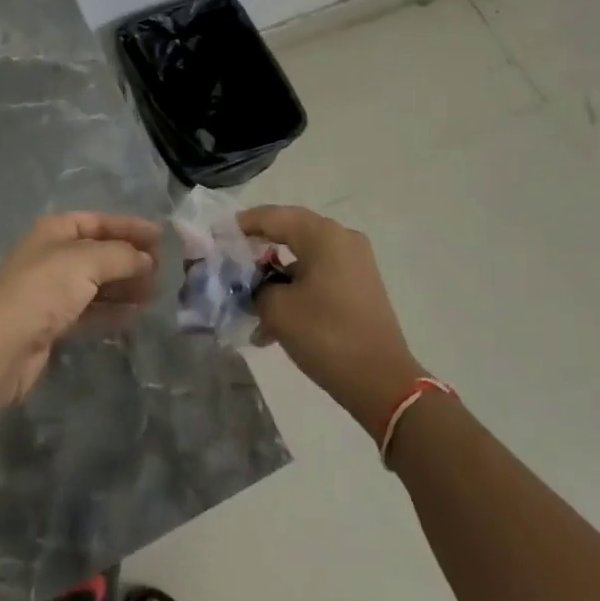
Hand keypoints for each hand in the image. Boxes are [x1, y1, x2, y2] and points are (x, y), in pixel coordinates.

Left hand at [0, 211, 160, 405]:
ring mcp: (52, 291)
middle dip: (130, 259)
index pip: (99, 221)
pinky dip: (113, 311)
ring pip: (97, 284)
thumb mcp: (87, 261)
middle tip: (163, 270)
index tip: (162, 237)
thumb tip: (147, 259)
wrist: (2, 346)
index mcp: (55, 230)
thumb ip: (122, 256)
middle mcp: (53, 256)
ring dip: (125, 286)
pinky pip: (91, 311)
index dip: (130, 227)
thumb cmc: (44, 289)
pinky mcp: (54, 324)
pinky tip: (136, 315)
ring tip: (156, 294)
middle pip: (99, 252)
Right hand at [240, 205, 424, 436]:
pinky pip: (318, 278)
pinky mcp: (359, 288)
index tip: (216, 237)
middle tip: (229, 266)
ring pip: (302, 260)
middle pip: (289, 234)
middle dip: (256, 252)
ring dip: (274, 280)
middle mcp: (342, 240)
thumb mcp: (278, 310)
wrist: (383, 384)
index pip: (273, 216)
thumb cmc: (327, 335)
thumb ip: (255, 287)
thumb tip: (250, 284)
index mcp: (323, 234)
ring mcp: (354, 264)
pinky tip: (272, 327)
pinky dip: (294, 292)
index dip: (241, 225)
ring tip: (247, 307)